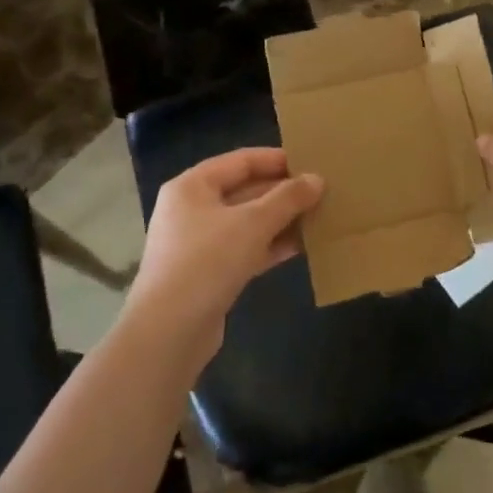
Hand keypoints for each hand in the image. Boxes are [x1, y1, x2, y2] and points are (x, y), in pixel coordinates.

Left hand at [126, 149, 322, 364]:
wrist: (169, 332)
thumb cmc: (207, 262)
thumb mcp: (252, 223)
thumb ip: (287, 198)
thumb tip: (317, 179)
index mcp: (192, 186)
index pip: (241, 160)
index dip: (277, 159)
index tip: (313, 162)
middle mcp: (192, 209)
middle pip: (244, 190)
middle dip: (283, 192)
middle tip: (323, 191)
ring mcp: (199, 243)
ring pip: (247, 222)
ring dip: (281, 219)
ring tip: (320, 215)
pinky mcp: (209, 273)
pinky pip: (246, 249)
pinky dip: (271, 245)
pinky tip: (302, 246)